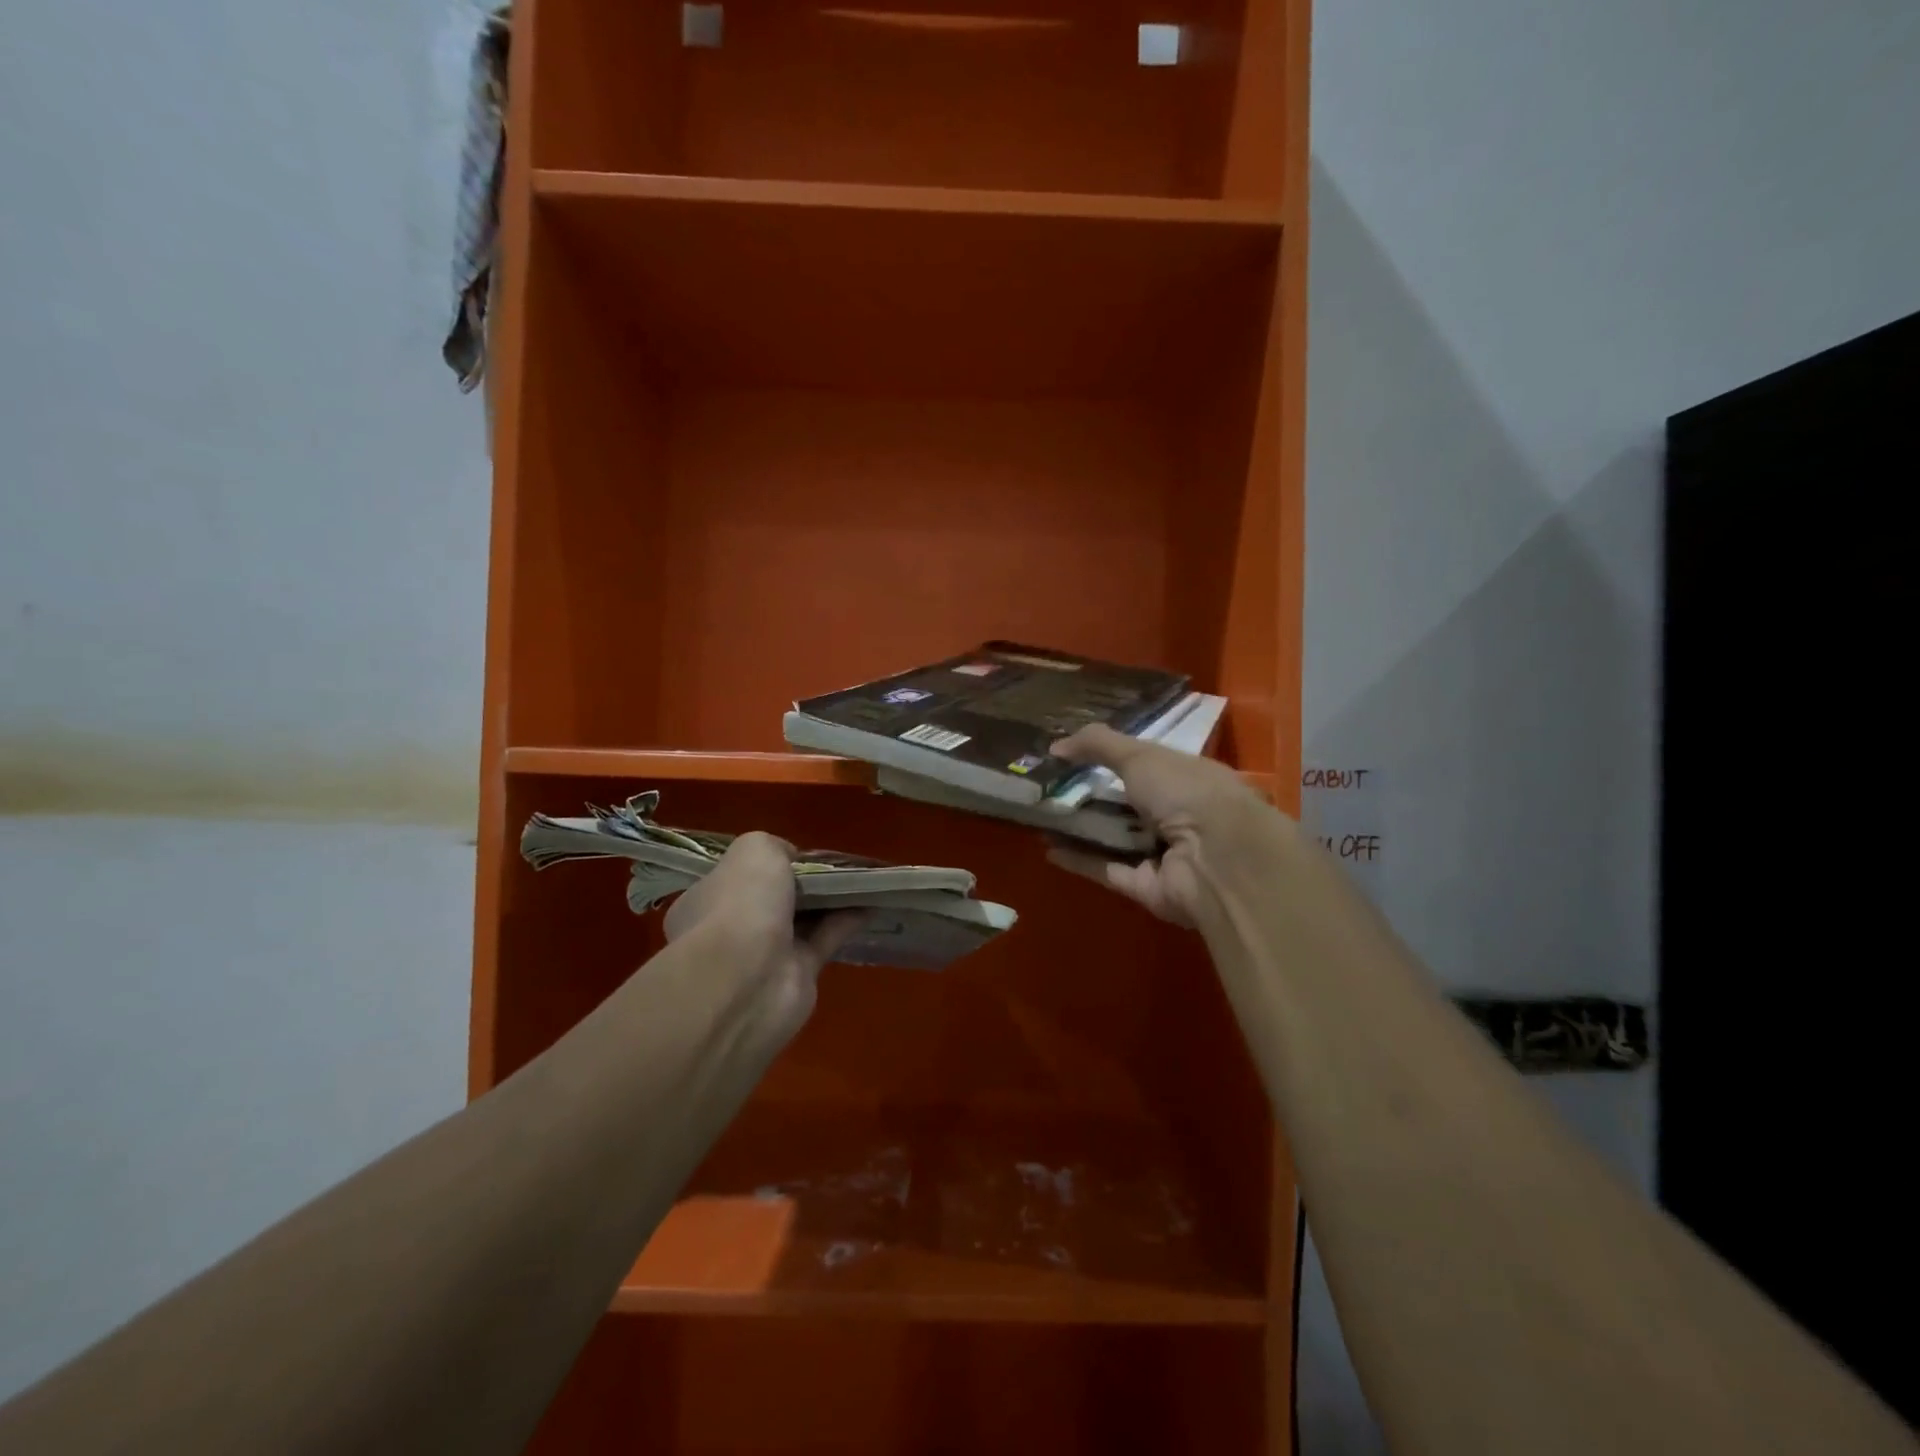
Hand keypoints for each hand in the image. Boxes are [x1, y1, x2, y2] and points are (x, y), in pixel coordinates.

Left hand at [663, 832, 865, 1029]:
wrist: (747, 980)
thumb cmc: (740, 905)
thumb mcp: (754, 850)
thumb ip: (774, 847)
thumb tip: (791, 859)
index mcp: (705, 900)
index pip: (735, 877)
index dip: (766, 864)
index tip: (797, 854)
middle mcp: (731, 928)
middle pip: (772, 899)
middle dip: (801, 884)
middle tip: (834, 865)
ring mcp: (763, 956)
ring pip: (802, 920)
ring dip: (829, 901)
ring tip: (861, 879)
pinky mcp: (797, 975)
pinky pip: (825, 940)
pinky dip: (846, 921)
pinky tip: (870, 903)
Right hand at [1045, 724, 1272, 926]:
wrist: (1217, 859)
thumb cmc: (1186, 792)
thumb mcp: (1140, 755)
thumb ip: (1097, 744)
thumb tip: (1055, 746)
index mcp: (1188, 779)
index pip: (1148, 766)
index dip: (1114, 759)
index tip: (1075, 755)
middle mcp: (1179, 816)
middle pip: (1128, 805)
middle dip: (1091, 796)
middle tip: (1049, 787)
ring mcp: (1164, 855)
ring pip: (1115, 839)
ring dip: (1081, 829)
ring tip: (1040, 815)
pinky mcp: (1147, 887)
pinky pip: (1107, 870)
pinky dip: (1079, 860)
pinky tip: (1047, 848)